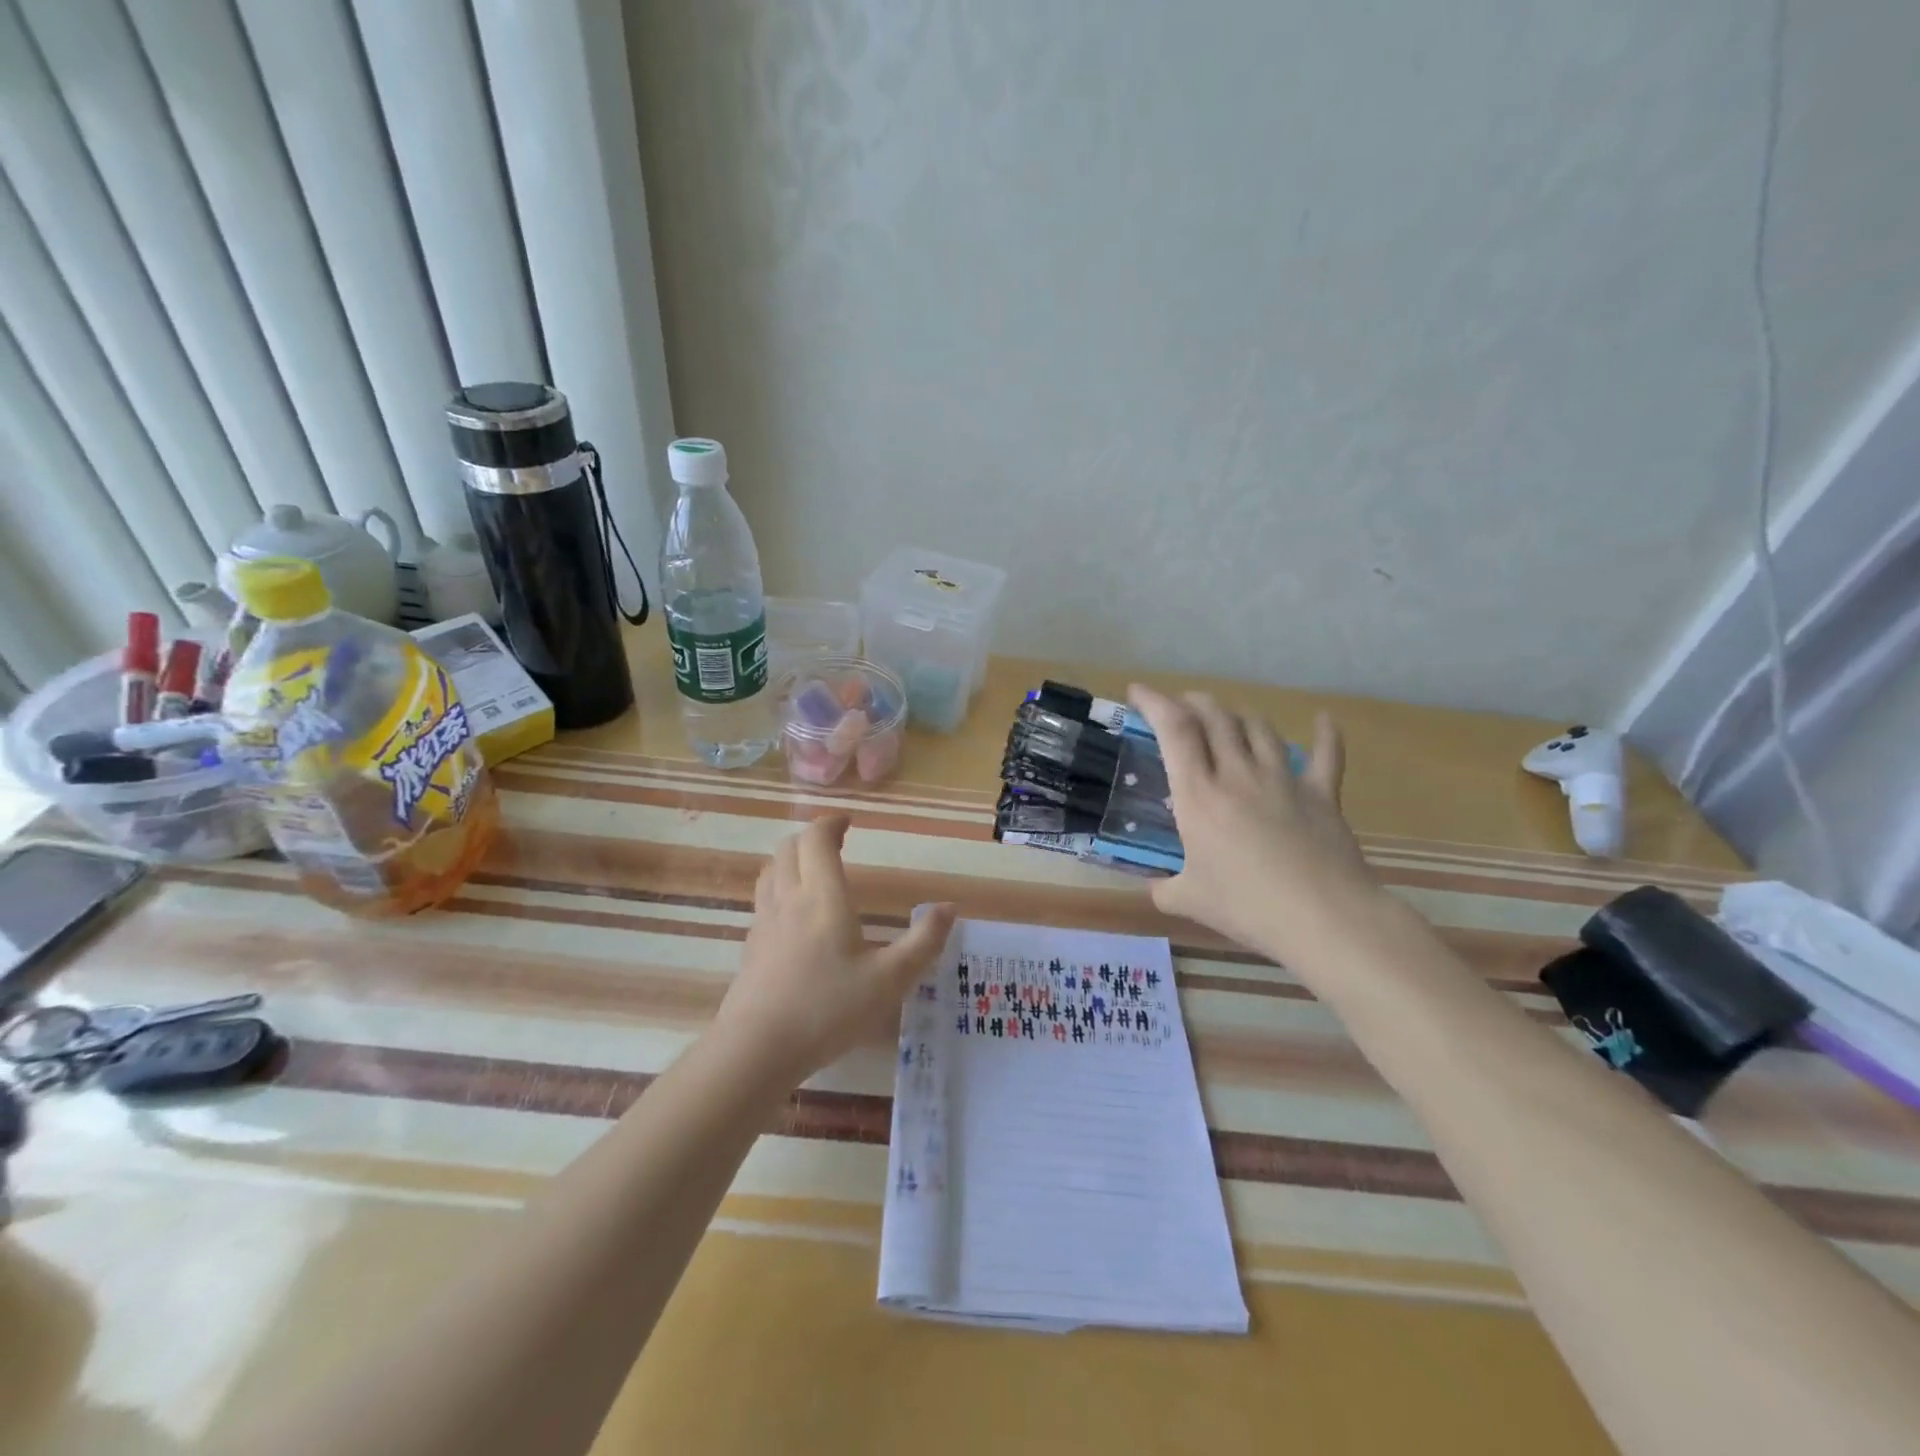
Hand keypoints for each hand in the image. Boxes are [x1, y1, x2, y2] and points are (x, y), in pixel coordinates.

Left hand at [715, 815, 955, 1083]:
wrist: (757, 1049)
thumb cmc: (828, 1009)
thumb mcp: (890, 980)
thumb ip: (924, 942)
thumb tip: (949, 907)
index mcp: (822, 896)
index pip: (817, 839)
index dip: (831, 823)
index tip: (848, 822)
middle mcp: (788, 899)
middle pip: (788, 848)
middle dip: (812, 837)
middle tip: (836, 843)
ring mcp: (764, 922)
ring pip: (770, 871)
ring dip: (791, 859)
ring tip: (813, 871)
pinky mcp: (751, 947)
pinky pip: (763, 899)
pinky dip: (779, 888)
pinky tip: (794, 917)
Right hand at [1128, 685, 1378, 957]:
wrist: (1323, 918)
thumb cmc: (1247, 906)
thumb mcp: (1189, 900)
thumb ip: (1164, 889)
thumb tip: (1156, 889)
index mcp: (1198, 795)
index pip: (1173, 730)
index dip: (1154, 702)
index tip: (1137, 691)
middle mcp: (1238, 774)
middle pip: (1216, 718)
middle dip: (1194, 702)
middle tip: (1181, 707)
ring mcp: (1283, 780)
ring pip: (1259, 728)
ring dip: (1239, 715)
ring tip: (1228, 719)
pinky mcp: (1322, 794)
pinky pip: (1327, 754)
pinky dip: (1326, 734)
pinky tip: (1324, 719)